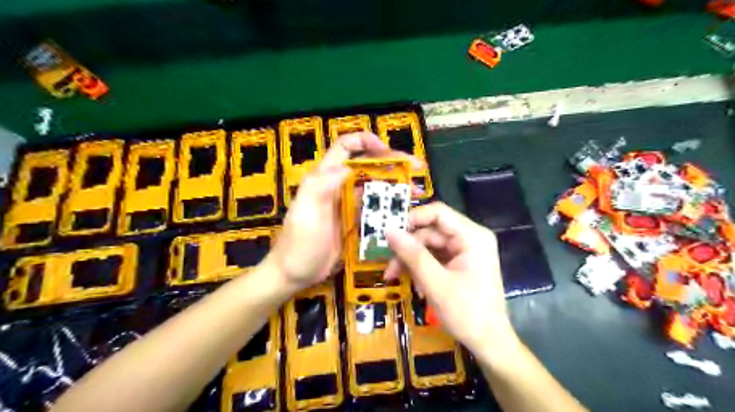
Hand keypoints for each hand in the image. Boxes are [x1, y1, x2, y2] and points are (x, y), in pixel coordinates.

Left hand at [269, 131, 418, 291]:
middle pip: (367, 167)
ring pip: (374, 188)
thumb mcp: (306, 213)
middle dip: (392, 164)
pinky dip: (389, 208)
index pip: (345, 148)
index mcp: (324, 178)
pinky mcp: (354, 222)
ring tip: (415, 193)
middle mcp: (338, 187)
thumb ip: (322, 187)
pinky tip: (404, 213)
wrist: (294, 274)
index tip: (387, 151)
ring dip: (395, 187)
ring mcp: (347, 205)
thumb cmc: (298, 243)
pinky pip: (374, 210)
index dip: (365, 141)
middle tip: (416, 170)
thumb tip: (348, 167)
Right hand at [385, 201, 515, 353]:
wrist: (490, 343)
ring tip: (394, 277)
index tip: (390, 233)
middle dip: (408, 248)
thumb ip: (412, 254)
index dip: (412, 218)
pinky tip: (416, 286)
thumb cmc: (467, 312)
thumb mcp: (435, 283)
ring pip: (429, 245)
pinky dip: (422, 269)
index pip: (438, 213)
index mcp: (472, 236)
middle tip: (388, 265)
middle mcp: (470, 238)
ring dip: (411, 260)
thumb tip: (388, 230)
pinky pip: (435, 258)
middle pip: (431, 231)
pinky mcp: (460, 263)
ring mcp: (465, 251)